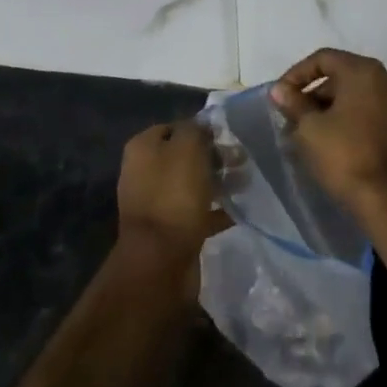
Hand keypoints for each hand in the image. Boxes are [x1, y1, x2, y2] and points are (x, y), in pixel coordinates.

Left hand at [115, 120, 226, 266]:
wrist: (160, 260)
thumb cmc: (173, 194)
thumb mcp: (187, 148)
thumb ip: (196, 129)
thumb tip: (202, 126)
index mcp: (142, 148)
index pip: (174, 127)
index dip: (200, 130)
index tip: (225, 138)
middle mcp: (144, 172)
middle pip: (183, 156)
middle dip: (213, 157)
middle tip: (240, 162)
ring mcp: (155, 203)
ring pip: (192, 184)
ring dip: (217, 183)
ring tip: (244, 184)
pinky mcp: (169, 230)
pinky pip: (196, 213)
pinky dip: (215, 211)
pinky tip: (237, 210)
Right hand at [269, 49, 386, 212]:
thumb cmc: (345, 156)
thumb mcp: (310, 128)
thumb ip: (294, 103)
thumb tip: (280, 90)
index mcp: (364, 71)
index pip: (323, 58)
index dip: (297, 74)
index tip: (281, 95)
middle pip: (342, 75)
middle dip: (313, 93)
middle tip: (293, 116)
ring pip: (357, 95)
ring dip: (331, 108)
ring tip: (308, 132)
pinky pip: (371, 111)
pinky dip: (350, 118)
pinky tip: (333, 141)